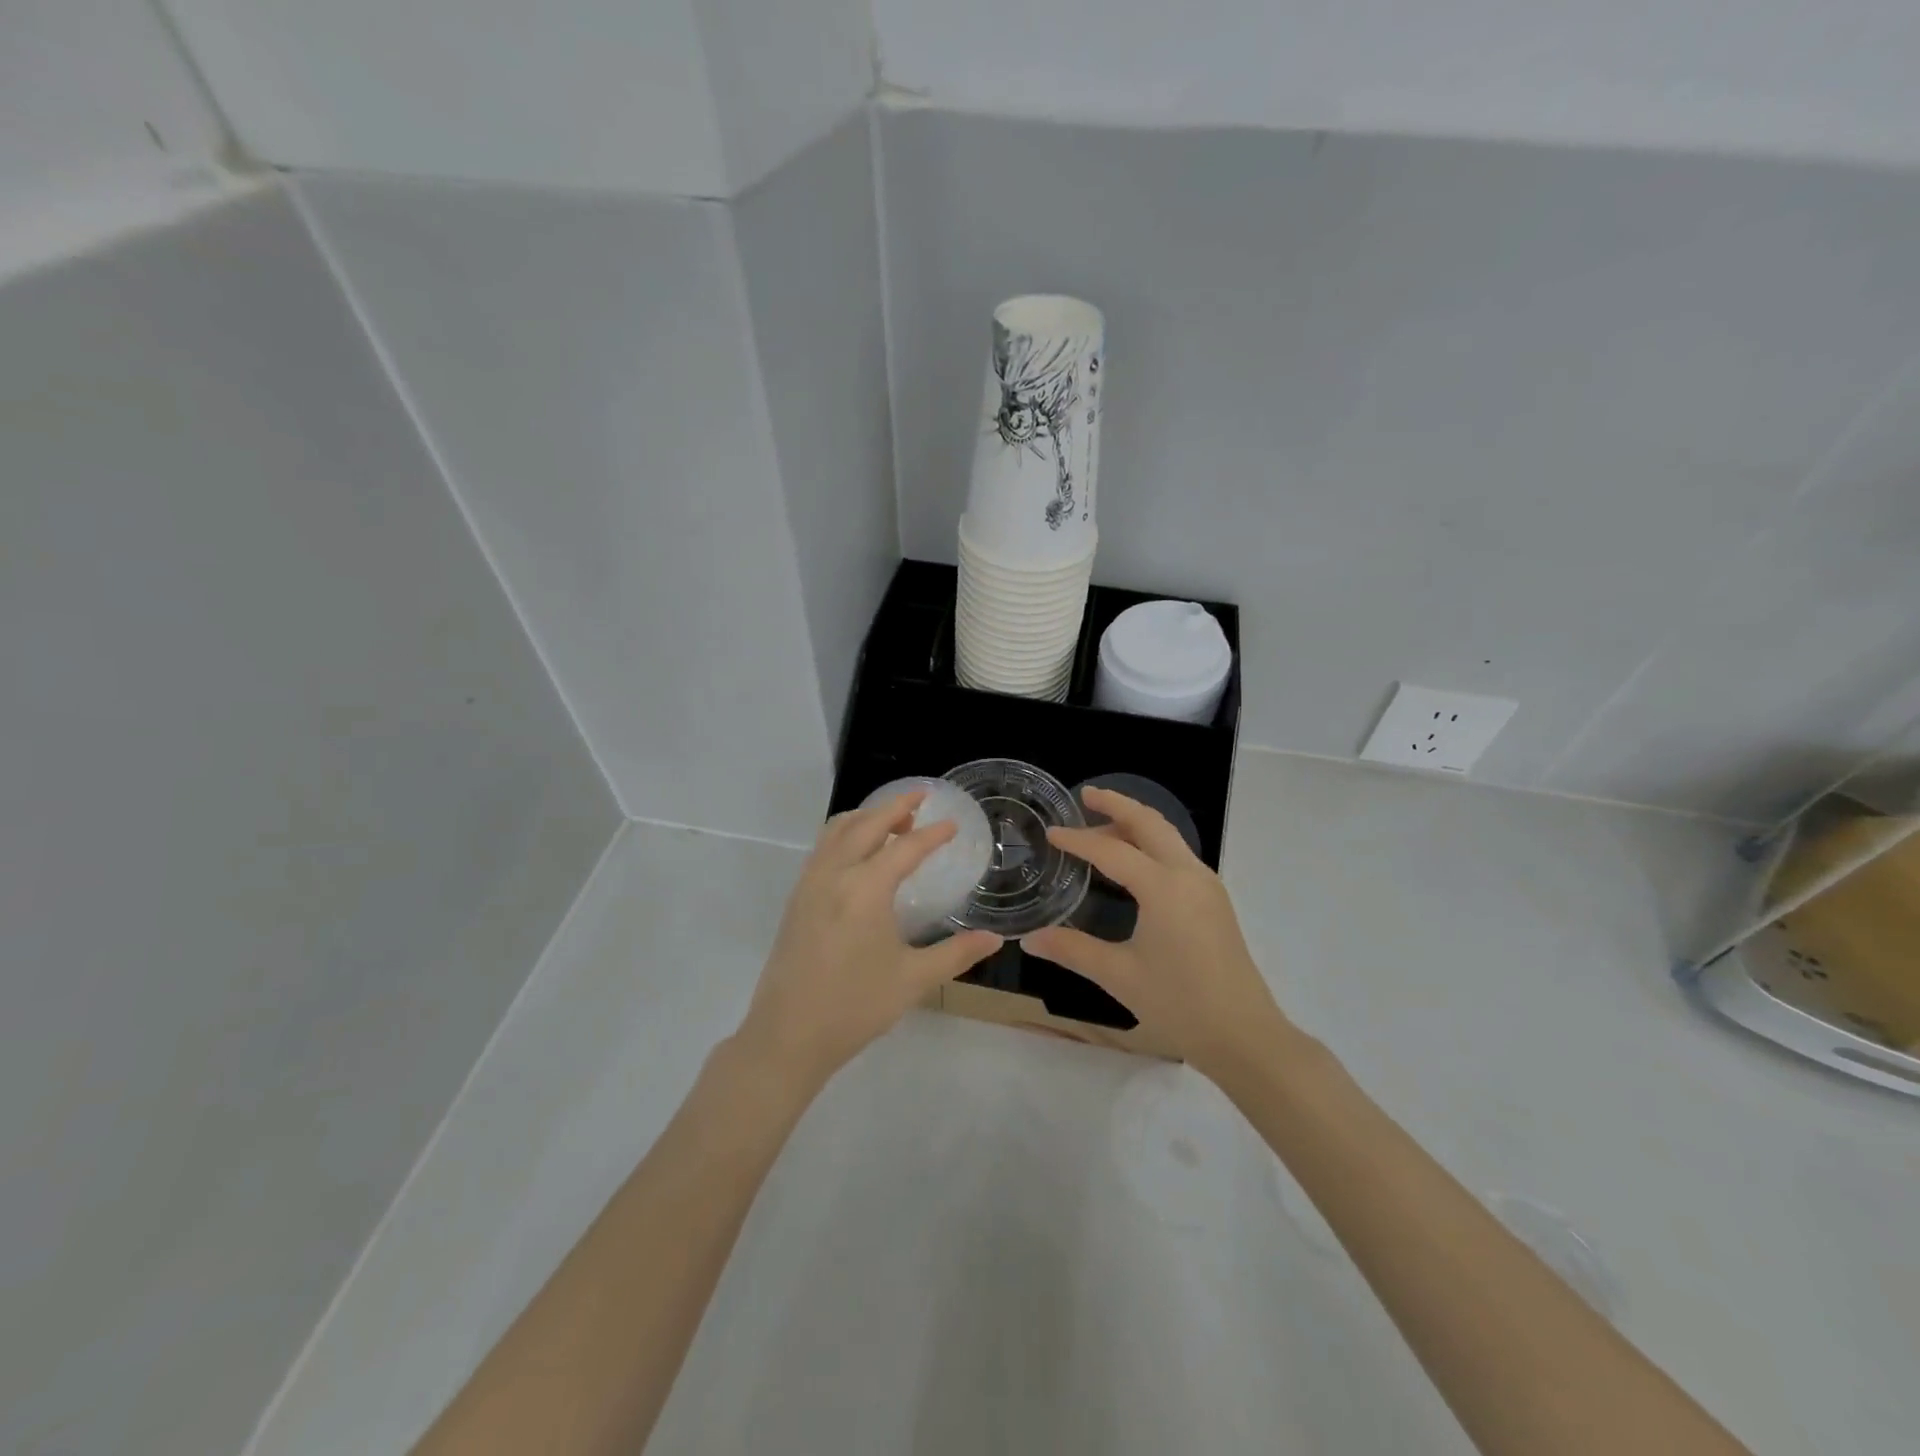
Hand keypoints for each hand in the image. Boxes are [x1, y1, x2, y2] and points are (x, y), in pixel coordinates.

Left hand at [735, 791, 1002, 1089]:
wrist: (788, 1036)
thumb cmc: (855, 1006)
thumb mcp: (913, 980)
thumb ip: (957, 954)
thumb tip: (995, 939)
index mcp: (865, 889)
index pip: (905, 848)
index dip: (932, 835)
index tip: (953, 825)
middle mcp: (834, 875)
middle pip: (866, 824)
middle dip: (895, 807)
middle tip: (921, 798)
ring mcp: (809, 884)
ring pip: (837, 830)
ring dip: (866, 817)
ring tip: (893, 822)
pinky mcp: (796, 899)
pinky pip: (822, 848)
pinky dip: (845, 834)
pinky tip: (859, 853)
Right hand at [1023, 786, 1289, 1079]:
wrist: (1245, 1035)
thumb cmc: (1180, 1004)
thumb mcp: (1119, 976)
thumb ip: (1072, 950)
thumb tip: (1028, 940)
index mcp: (1163, 888)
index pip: (1111, 851)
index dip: (1078, 840)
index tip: (1051, 833)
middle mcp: (1188, 874)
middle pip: (1149, 823)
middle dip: (1117, 805)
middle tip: (1086, 795)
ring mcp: (1206, 885)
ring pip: (1168, 836)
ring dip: (1135, 823)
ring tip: (1102, 824)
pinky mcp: (1214, 900)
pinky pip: (1178, 854)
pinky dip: (1151, 843)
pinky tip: (1133, 862)